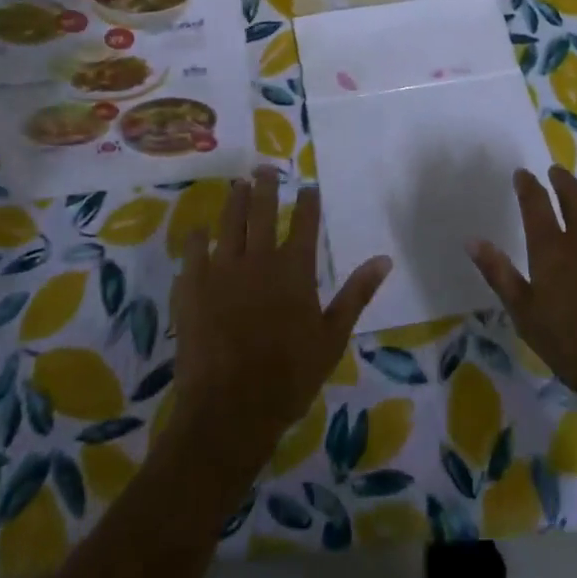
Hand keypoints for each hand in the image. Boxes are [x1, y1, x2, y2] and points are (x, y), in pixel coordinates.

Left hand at [170, 167, 390, 488]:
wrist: (230, 408)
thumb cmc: (289, 376)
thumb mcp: (332, 337)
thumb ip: (356, 294)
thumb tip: (384, 259)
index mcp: (294, 268)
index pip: (304, 222)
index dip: (307, 201)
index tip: (307, 187)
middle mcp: (258, 257)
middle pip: (261, 210)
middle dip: (265, 186)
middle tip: (264, 169)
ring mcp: (222, 269)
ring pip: (229, 222)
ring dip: (234, 200)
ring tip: (237, 185)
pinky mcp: (192, 285)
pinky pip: (193, 251)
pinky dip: (197, 238)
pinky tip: (200, 230)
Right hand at [468, 165, 576, 422]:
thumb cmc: (574, 348)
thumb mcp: (525, 315)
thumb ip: (499, 274)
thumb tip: (472, 240)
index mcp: (552, 248)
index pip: (535, 203)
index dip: (528, 185)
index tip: (523, 174)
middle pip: (575, 196)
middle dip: (563, 180)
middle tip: (557, 171)